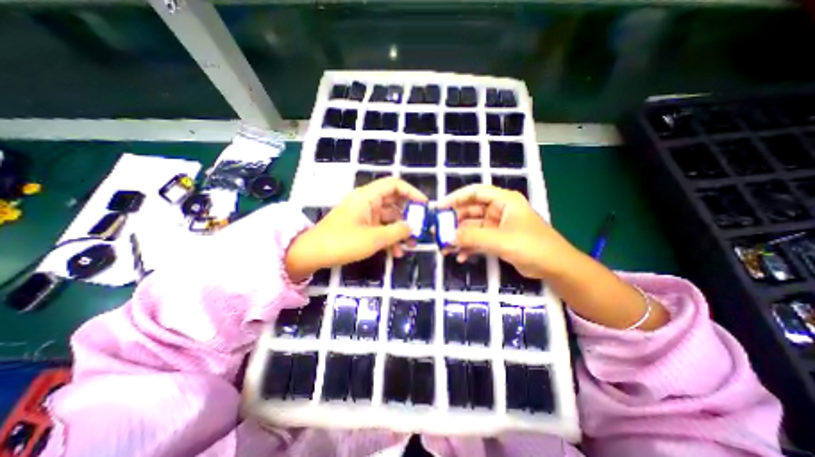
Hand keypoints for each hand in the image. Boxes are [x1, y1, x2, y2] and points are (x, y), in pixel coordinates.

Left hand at [284, 178, 426, 280]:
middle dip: (408, 216)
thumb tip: (412, 227)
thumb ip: (397, 231)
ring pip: (388, 219)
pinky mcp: (360, 227)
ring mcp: (363, 216)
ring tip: (411, 246)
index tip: (424, 206)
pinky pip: (379, 229)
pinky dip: (388, 238)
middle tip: (420, 228)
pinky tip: (396, 253)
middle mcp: (367, 203)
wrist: (312, 254)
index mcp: (368, 197)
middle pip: (393, 203)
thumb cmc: (343, 242)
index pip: (394, 185)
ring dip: (400, 231)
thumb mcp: (374, 238)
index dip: (411, 192)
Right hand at [439, 184, 577, 280]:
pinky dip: (469, 247)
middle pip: (470, 211)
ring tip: (445, 248)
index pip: (475, 192)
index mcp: (503, 201)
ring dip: (459, 237)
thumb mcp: (500, 240)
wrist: (555, 268)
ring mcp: (497, 226)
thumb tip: (447, 237)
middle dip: (454, 222)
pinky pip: (478, 240)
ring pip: (472, 228)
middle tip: (438, 232)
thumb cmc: (532, 246)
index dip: (455, 197)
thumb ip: (473, 237)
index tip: (439, 208)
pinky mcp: (497, 240)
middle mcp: (499, 210)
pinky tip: (460, 257)